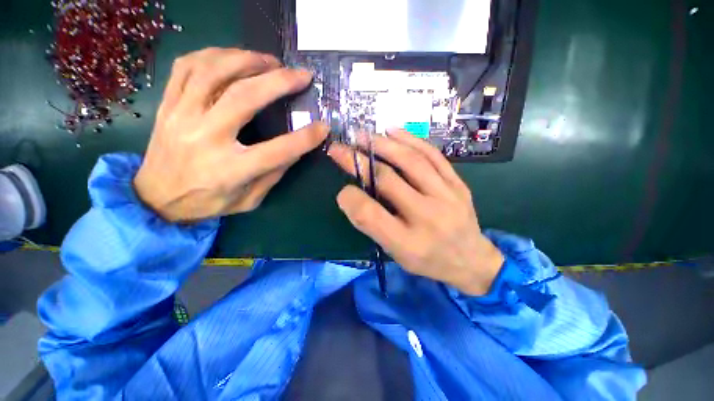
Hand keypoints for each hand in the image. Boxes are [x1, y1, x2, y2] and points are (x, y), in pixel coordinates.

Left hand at [134, 48, 327, 221]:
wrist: (155, 199)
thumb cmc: (209, 203)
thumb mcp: (250, 199)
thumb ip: (274, 174)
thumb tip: (296, 150)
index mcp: (231, 169)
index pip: (278, 150)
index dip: (305, 138)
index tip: (323, 127)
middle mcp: (205, 138)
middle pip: (244, 97)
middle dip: (279, 82)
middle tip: (300, 75)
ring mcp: (181, 116)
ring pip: (213, 71)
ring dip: (247, 60)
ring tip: (270, 61)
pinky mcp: (167, 105)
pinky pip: (187, 67)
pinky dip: (213, 55)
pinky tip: (233, 58)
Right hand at [328, 130, 503, 295]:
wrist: (472, 261)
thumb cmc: (428, 260)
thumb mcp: (396, 254)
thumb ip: (373, 226)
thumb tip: (352, 194)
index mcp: (407, 243)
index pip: (370, 215)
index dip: (350, 198)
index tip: (342, 190)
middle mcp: (427, 218)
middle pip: (388, 181)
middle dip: (359, 161)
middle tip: (341, 148)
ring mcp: (447, 197)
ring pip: (411, 161)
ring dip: (383, 145)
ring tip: (364, 135)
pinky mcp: (458, 184)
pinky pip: (433, 156)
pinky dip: (411, 140)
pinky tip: (394, 132)